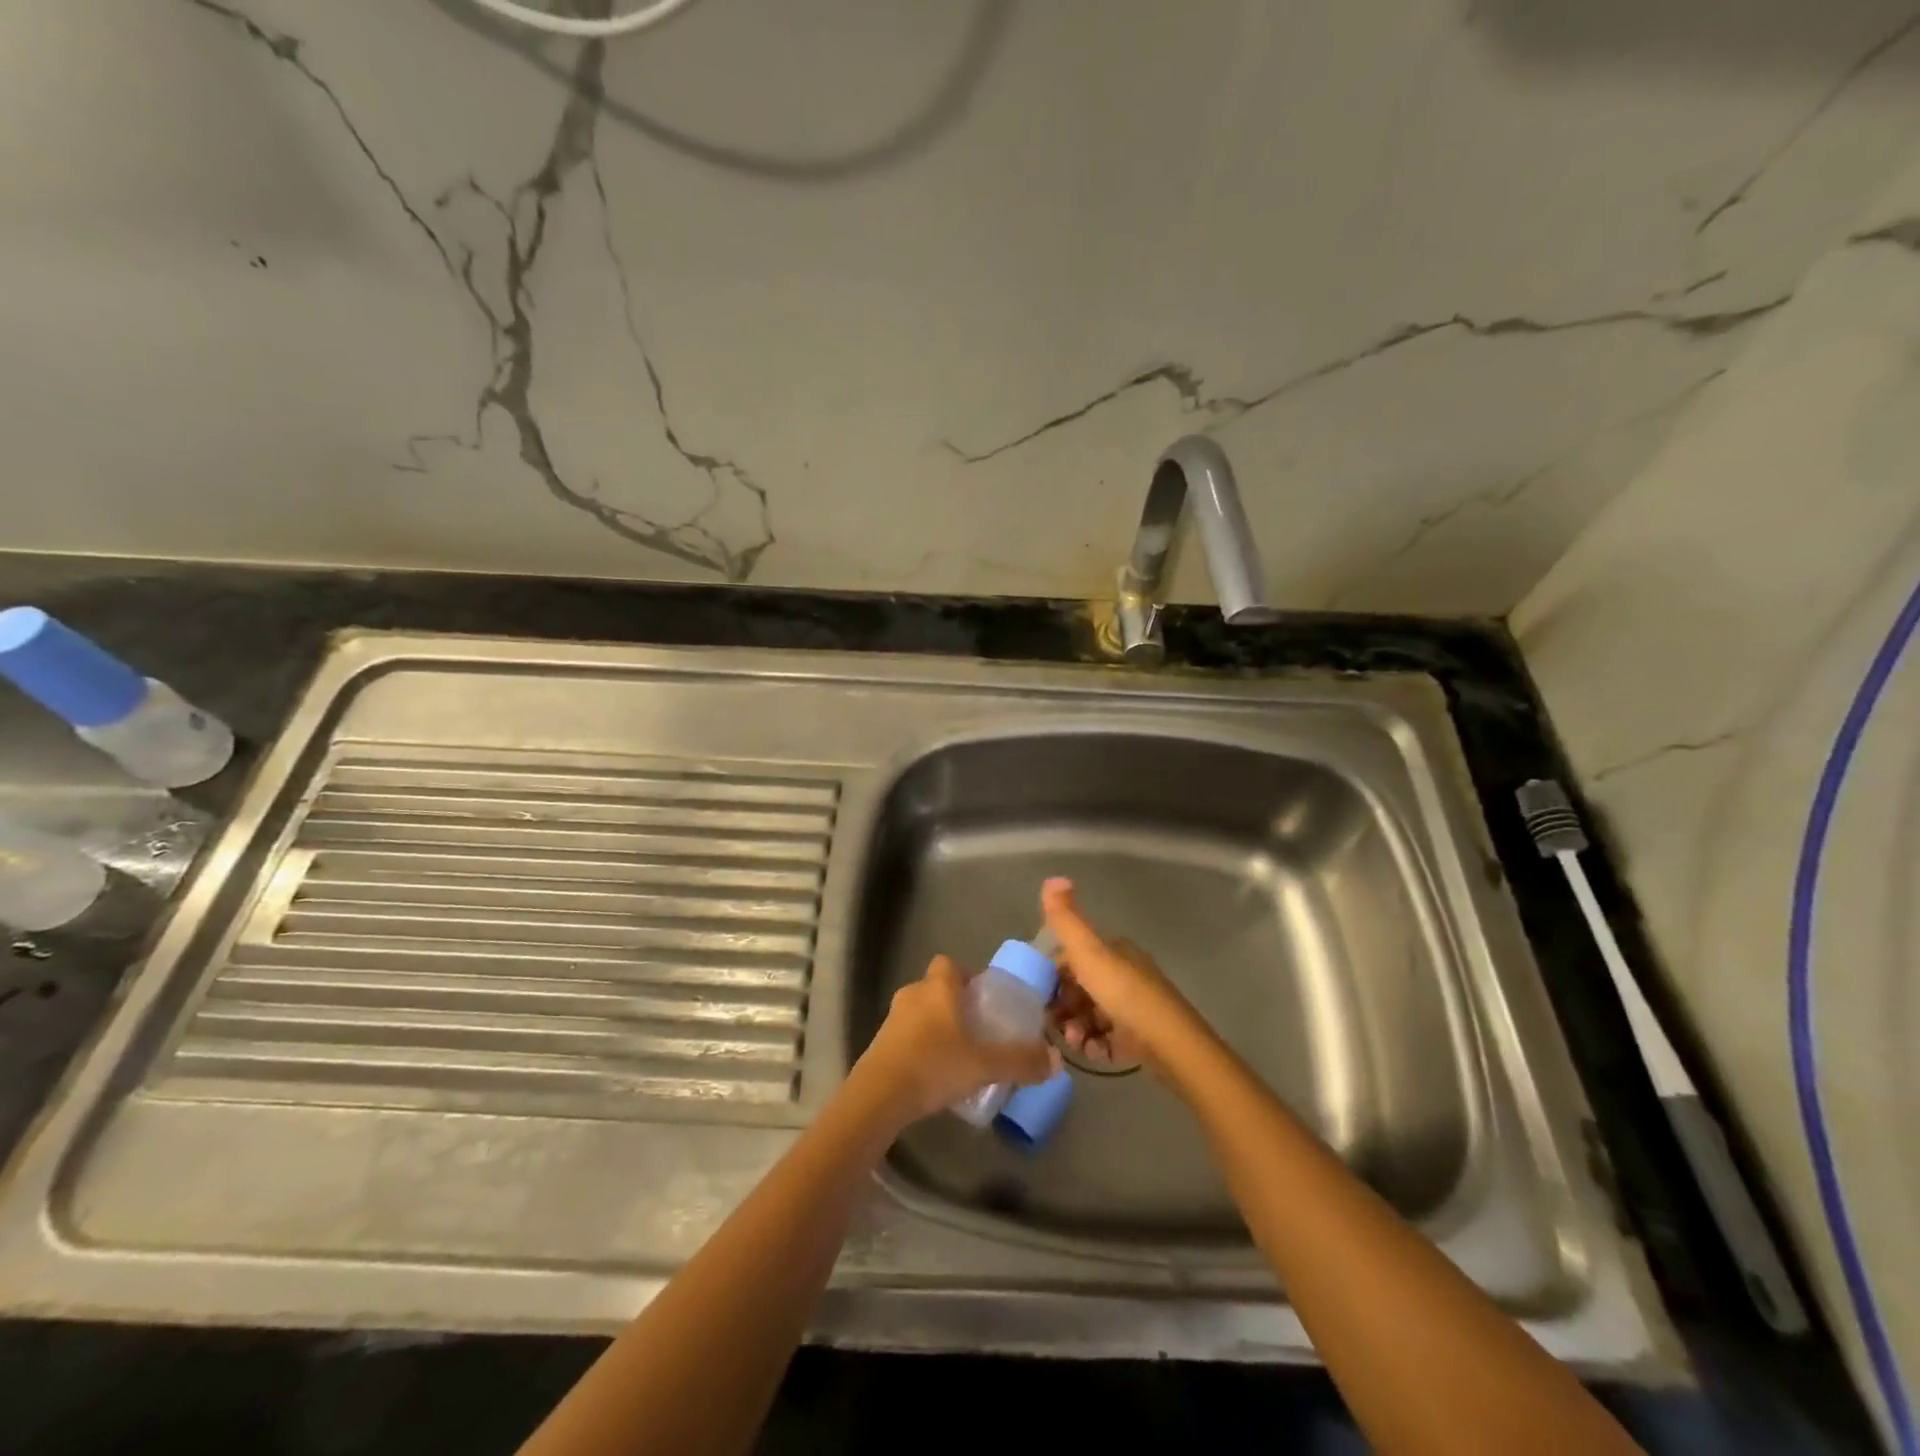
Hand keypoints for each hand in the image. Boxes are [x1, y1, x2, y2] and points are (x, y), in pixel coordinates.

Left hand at [855, 955, 1058, 1125]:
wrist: (879, 1095)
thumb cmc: (934, 1065)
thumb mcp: (985, 1065)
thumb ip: (1021, 1061)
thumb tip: (1056, 1060)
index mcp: (937, 988)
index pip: (949, 964)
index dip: (967, 976)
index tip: (984, 998)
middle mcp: (912, 994)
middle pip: (936, 988)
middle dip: (954, 1004)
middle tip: (977, 1029)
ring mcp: (891, 1019)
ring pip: (920, 1013)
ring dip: (936, 1027)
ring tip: (957, 1055)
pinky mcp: (879, 1044)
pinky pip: (906, 1036)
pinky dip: (920, 1047)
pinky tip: (934, 1073)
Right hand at [1041, 877, 1205, 1072]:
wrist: (1169, 1043)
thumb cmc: (1124, 993)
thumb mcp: (1089, 951)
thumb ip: (1066, 919)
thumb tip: (1051, 878)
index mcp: (1115, 951)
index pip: (1073, 958)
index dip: (1053, 975)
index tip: (1041, 995)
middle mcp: (1125, 974)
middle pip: (1080, 989)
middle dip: (1063, 1006)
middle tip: (1056, 1024)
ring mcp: (1133, 1008)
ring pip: (1091, 1015)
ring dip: (1076, 1028)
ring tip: (1075, 1042)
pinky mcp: (1138, 1039)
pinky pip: (1106, 1040)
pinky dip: (1095, 1045)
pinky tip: (1091, 1052)